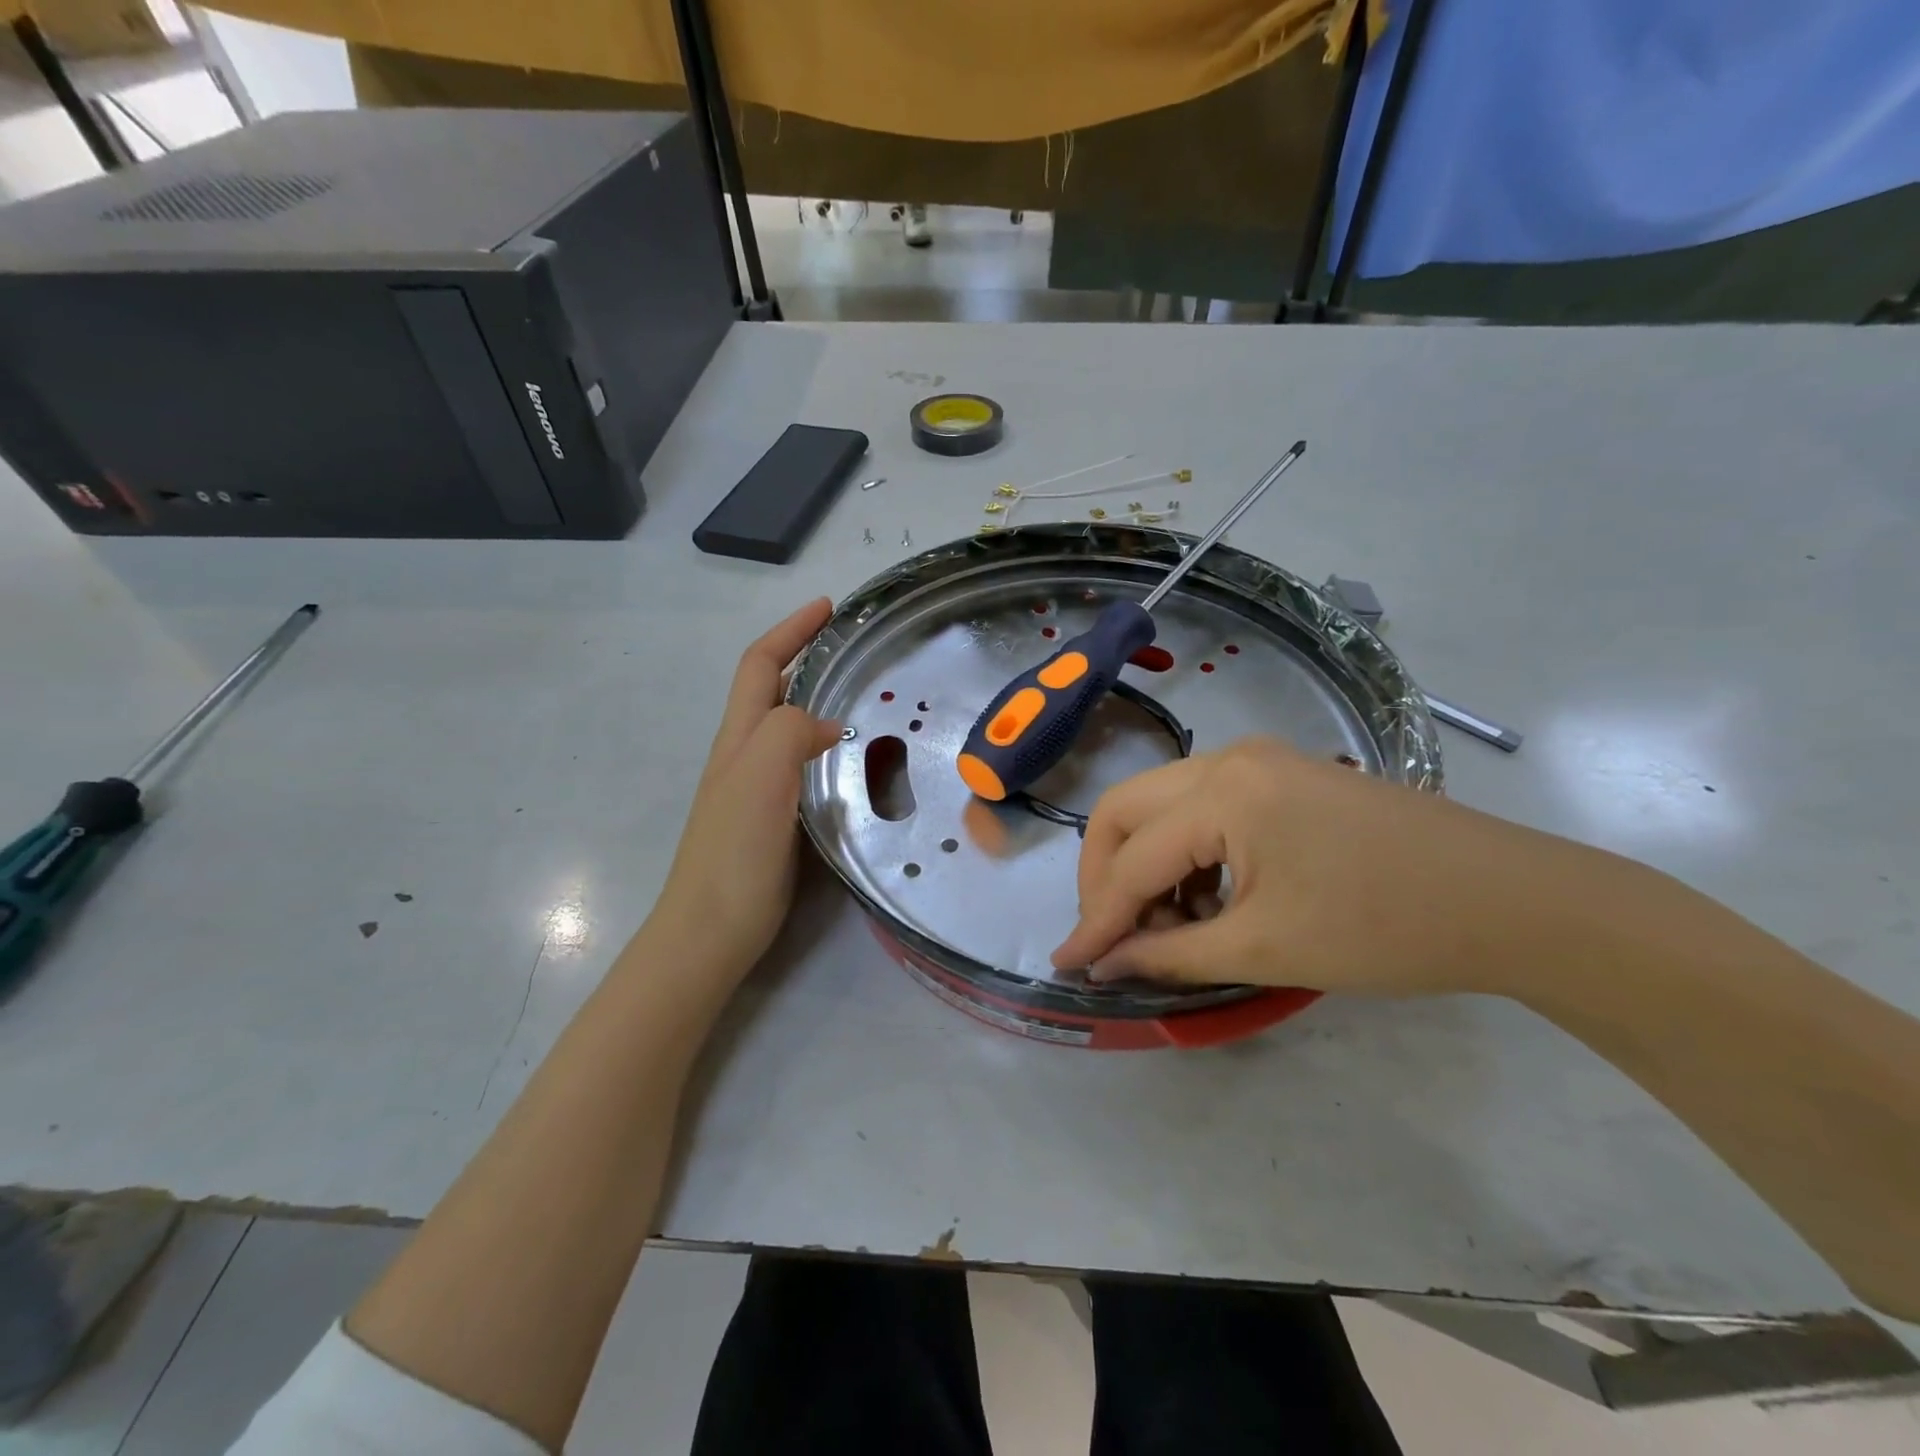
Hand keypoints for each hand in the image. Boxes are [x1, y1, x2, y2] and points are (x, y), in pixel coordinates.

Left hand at [646, 600, 841, 984]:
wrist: (710, 931)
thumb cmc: (733, 854)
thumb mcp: (760, 779)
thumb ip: (789, 733)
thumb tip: (826, 725)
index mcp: (739, 737)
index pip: (761, 665)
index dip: (790, 630)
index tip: (828, 607)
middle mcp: (743, 754)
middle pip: (770, 689)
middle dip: (805, 656)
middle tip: (854, 649)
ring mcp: (756, 788)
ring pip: (786, 726)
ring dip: (816, 698)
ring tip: (861, 694)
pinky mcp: (772, 818)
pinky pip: (800, 763)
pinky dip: (823, 744)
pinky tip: (849, 760)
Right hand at [1051, 736, 1616, 997]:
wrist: (1512, 901)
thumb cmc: (1387, 928)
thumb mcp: (1267, 949)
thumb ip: (1171, 954)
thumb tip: (1102, 964)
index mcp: (1223, 792)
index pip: (1132, 860)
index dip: (1096, 919)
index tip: (1067, 965)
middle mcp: (1228, 758)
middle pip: (1126, 810)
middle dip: (1105, 876)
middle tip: (1112, 937)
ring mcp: (1258, 760)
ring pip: (1161, 806)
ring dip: (1146, 865)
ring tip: (1168, 929)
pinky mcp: (1281, 775)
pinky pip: (1201, 807)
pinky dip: (1186, 853)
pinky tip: (1208, 899)